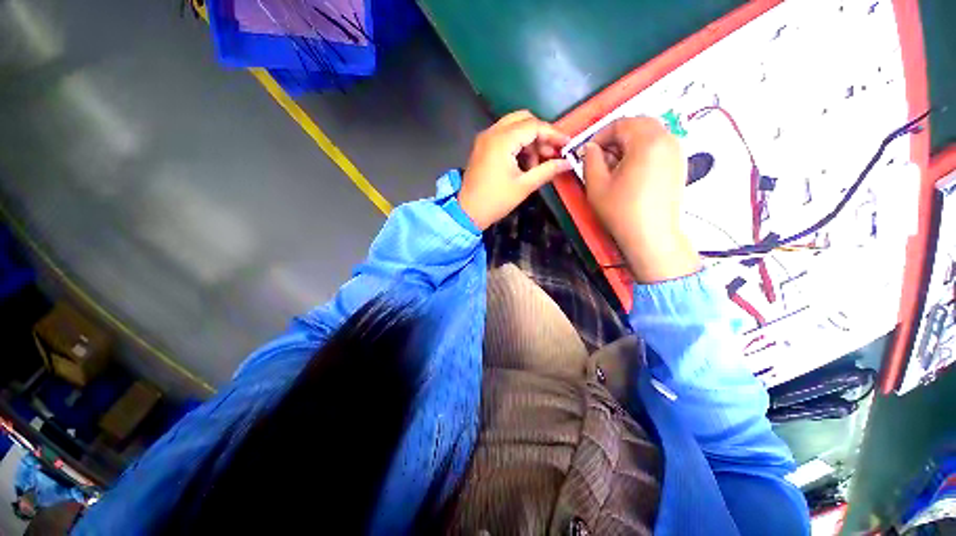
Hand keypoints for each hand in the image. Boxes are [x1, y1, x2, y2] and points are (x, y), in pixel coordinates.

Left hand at [459, 111, 571, 230]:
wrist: (468, 212)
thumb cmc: (496, 201)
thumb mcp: (524, 186)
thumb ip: (548, 170)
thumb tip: (568, 162)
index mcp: (502, 140)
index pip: (534, 126)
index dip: (553, 134)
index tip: (567, 145)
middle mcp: (492, 132)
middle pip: (523, 119)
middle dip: (541, 134)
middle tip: (551, 152)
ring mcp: (485, 138)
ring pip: (514, 127)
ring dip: (529, 140)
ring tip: (538, 164)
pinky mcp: (482, 147)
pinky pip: (504, 136)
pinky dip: (517, 144)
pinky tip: (524, 163)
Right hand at [583, 117, 700, 282]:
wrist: (651, 236)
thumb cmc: (621, 211)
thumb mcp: (596, 185)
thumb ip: (590, 160)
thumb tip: (591, 148)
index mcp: (647, 141)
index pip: (621, 123)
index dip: (601, 135)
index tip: (589, 152)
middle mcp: (667, 140)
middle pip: (638, 124)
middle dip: (616, 136)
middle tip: (601, 157)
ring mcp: (677, 152)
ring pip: (650, 134)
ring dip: (630, 143)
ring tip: (615, 166)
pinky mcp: (679, 164)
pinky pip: (659, 146)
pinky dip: (642, 151)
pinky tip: (631, 172)